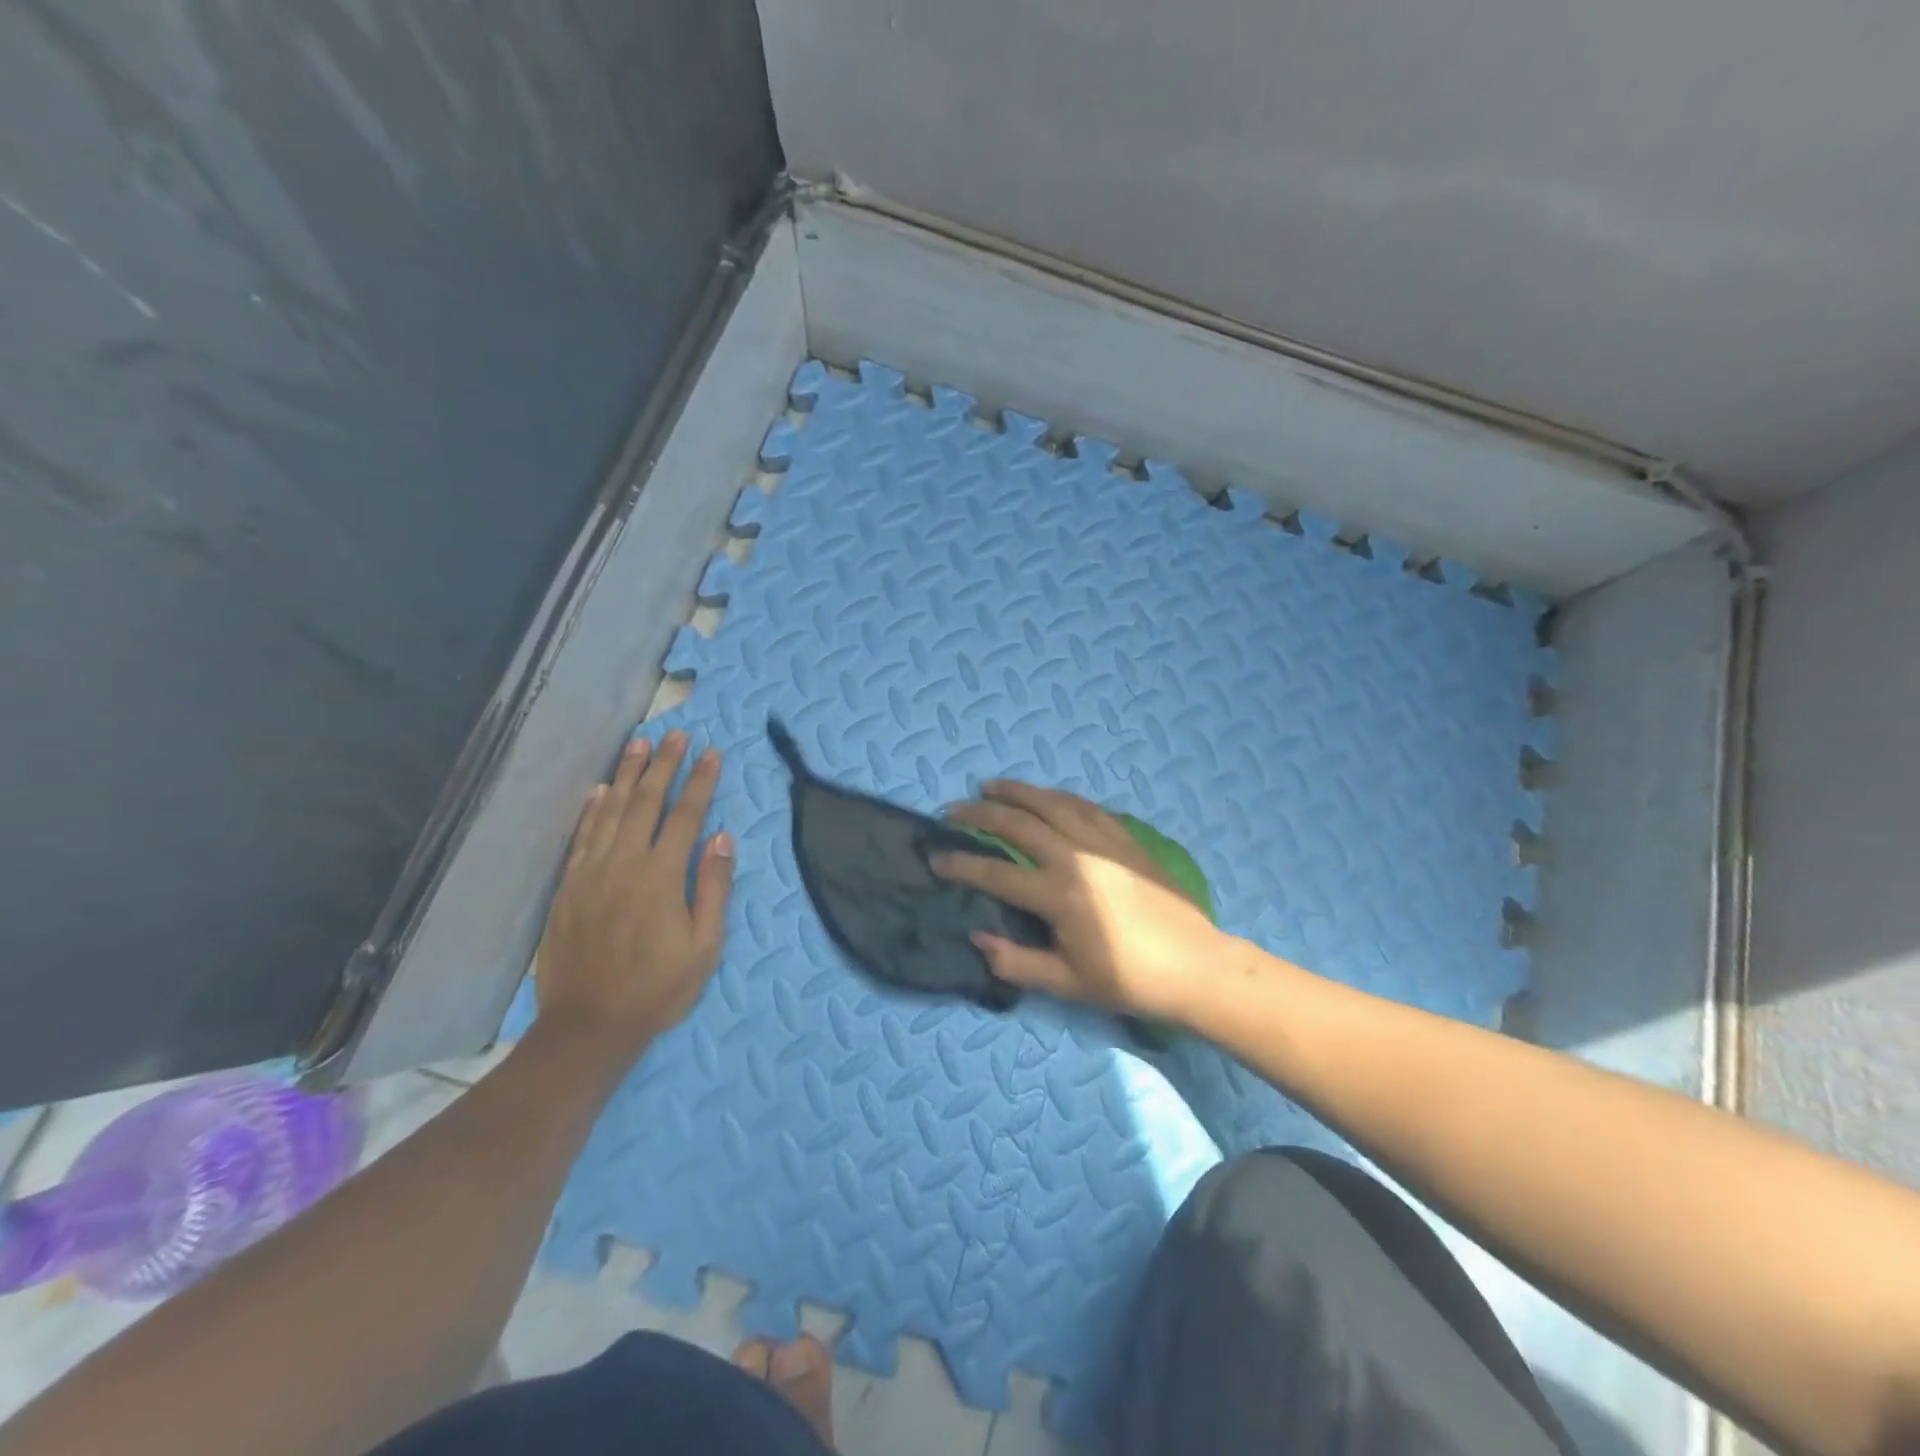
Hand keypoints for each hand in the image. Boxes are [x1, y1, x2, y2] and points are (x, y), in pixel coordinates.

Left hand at [536, 731, 734, 1057]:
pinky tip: (601, 790)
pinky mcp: (569, 887)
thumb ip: (714, 888)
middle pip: (646, 803)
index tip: (712, 753)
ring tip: (640, 744)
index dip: (700, 782)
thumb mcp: (704, 946)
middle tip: (677, 735)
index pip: (686, 816)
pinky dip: (593, 809)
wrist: (589, 1025)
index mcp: (662, 877)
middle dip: (664, 765)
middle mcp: (624, 864)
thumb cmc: (658, 989)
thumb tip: (723, 838)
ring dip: (628, 775)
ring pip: (611, 811)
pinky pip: (582, 836)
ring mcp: (591, 873)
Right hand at [932, 782, 1230, 1021]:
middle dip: (979, 812)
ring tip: (990, 785)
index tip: (936, 858)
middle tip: (953, 810)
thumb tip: (976, 938)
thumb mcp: (1066, 982)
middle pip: (1017, 822)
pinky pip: (1084, 806)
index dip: (960, 864)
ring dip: (1016, 791)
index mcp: (1058, 894)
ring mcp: (1103, 841)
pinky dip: (1058, 796)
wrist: (1195, 965)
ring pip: (1050, 802)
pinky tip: (1046, 796)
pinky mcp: (1125, 838)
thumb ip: (1015, 961)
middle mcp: (1075, 857)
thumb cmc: (1128, 980)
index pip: (994, 872)